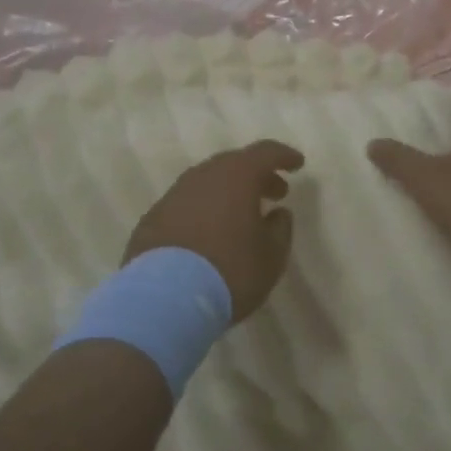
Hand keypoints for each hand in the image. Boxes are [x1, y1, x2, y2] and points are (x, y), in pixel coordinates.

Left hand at [124, 141, 303, 322]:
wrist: (164, 298)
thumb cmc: (230, 271)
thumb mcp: (271, 256)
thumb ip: (280, 229)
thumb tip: (277, 213)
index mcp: (236, 176)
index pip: (265, 152)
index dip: (284, 156)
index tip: (297, 165)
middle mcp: (202, 176)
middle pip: (233, 164)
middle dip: (256, 175)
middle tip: (274, 193)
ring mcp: (173, 195)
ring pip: (207, 183)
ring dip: (227, 193)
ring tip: (241, 216)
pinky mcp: (152, 218)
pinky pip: (186, 205)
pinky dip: (202, 211)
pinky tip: (208, 234)